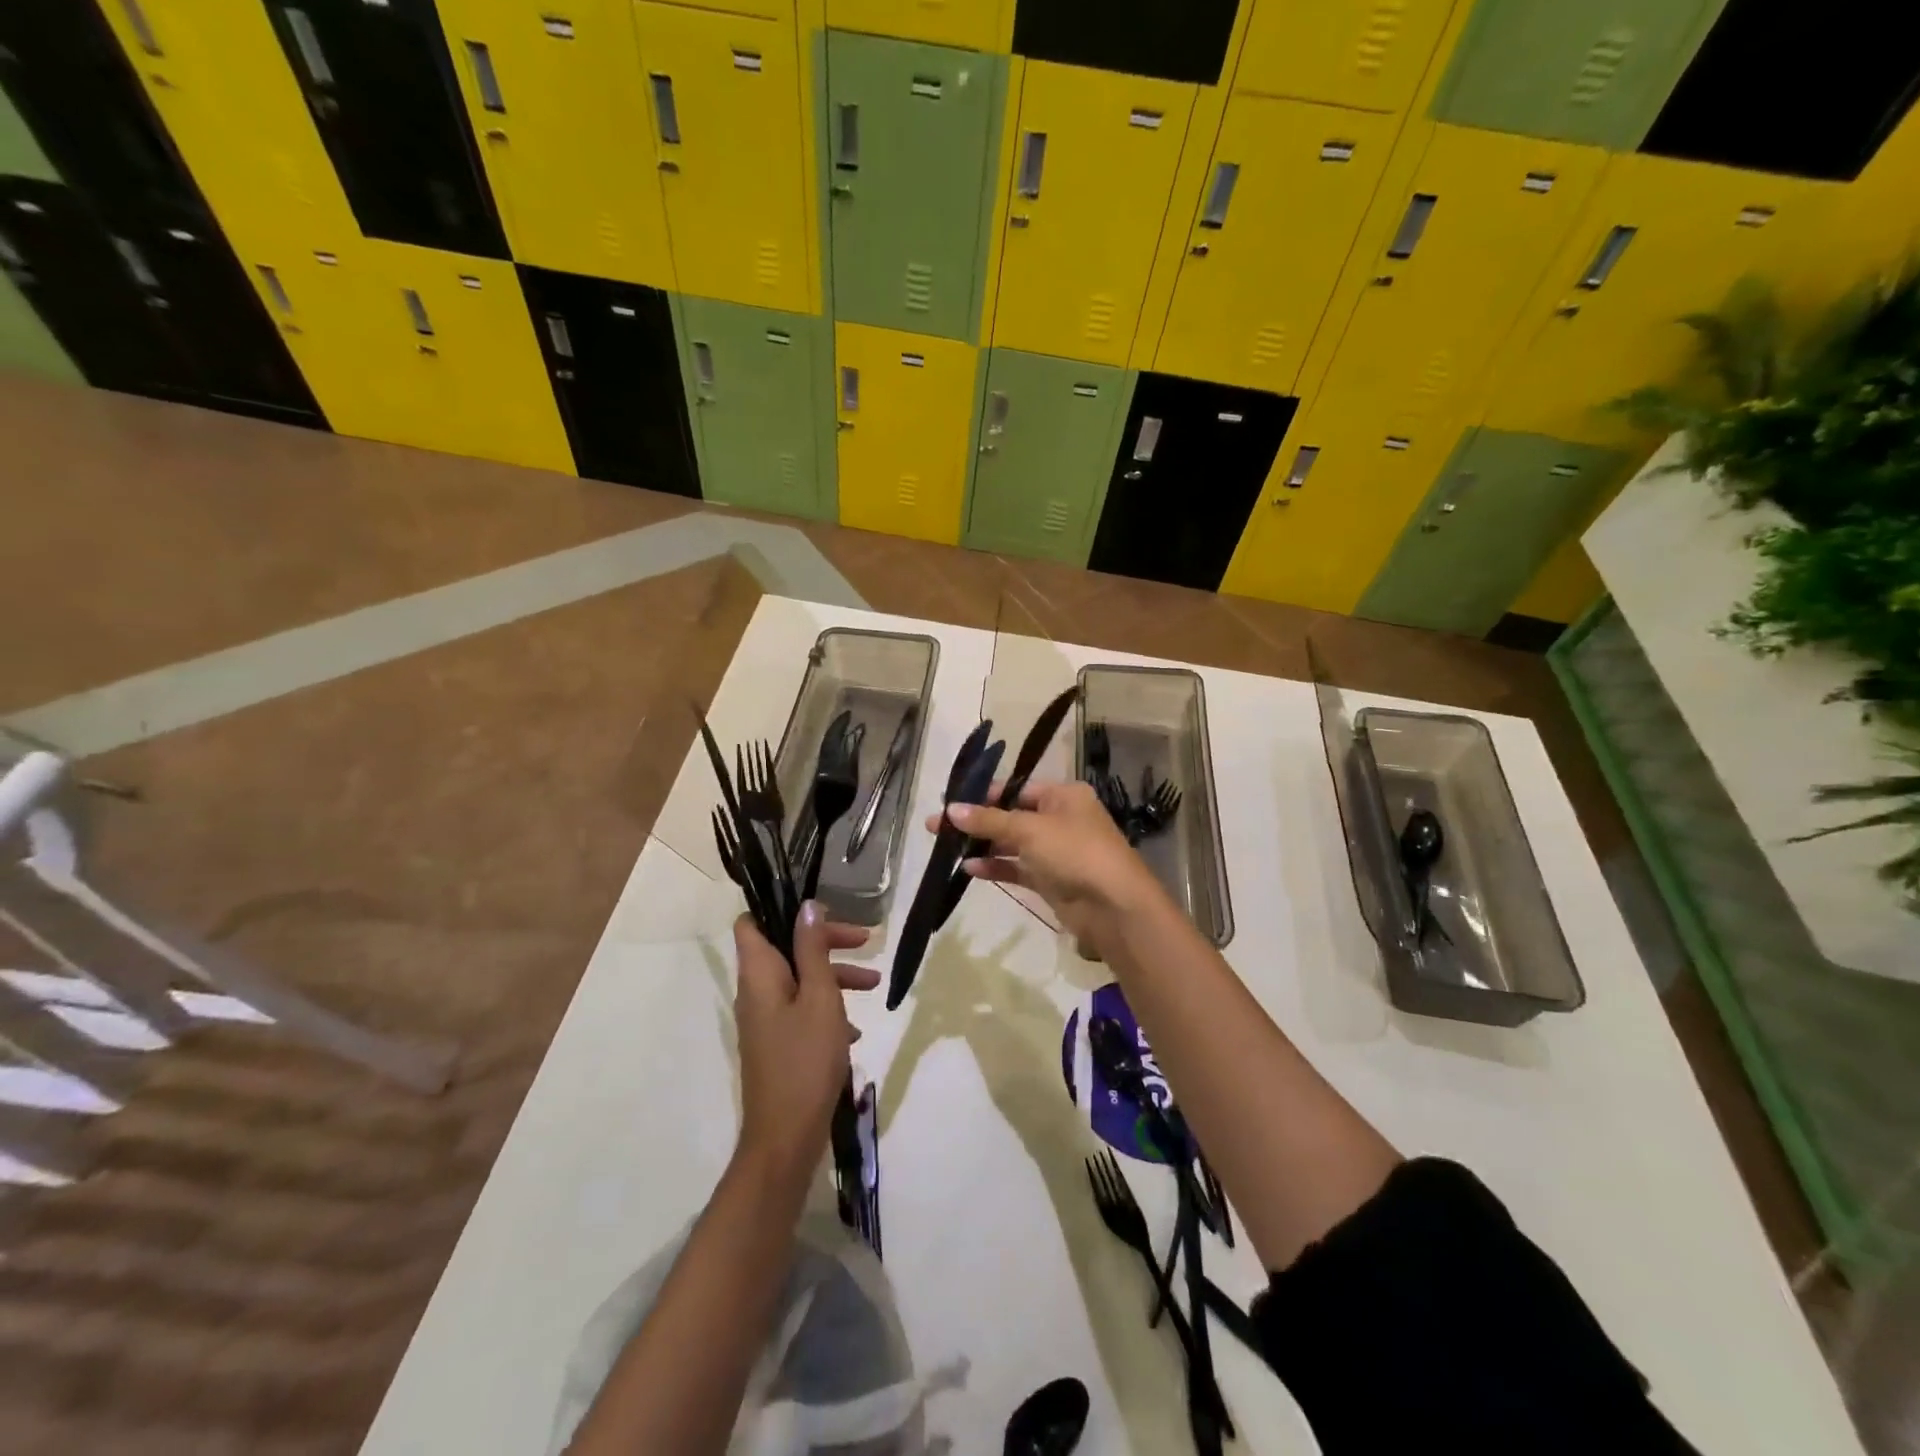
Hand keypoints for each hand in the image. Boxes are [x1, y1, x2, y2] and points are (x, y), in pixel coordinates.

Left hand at [733, 905, 878, 1190]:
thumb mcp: (820, 998)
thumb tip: (807, 906)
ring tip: (873, 984)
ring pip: (798, 980)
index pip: (751, 923)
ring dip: (833, 975)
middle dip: (825, 941)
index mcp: (759, 975)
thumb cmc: (805, 1061)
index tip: (819, 907)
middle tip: (865, 940)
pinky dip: (827, 1008)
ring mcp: (765, 1021)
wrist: (786, 1138)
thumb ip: (813, 950)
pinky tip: (855, 1030)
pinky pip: (801, 1010)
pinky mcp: (776, 1044)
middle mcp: (756, 993)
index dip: (780, 908)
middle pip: (785, 948)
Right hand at [929, 779, 1166, 951]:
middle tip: (937, 827)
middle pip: (1010, 816)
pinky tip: (968, 868)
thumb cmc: (1074, 852)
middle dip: (976, 822)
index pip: (1015, 788)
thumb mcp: (1029, 829)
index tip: (949, 801)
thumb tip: (950, 810)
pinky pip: (1016, 868)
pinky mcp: (1050, 880)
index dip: (982, 795)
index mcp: (1063, 795)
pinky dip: (994, 867)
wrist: (1114, 906)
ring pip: (1011, 843)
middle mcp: (1060, 819)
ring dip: (982, 845)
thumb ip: (989, 820)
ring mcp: (1055, 851)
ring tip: (945, 848)